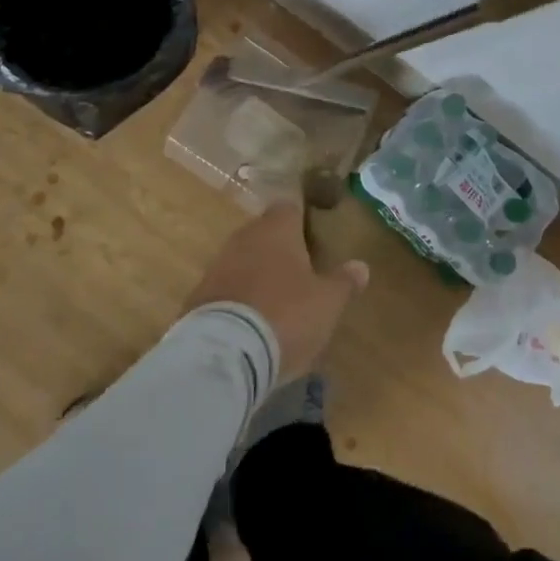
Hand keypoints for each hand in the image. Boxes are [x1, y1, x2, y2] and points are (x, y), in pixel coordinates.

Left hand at [184, 203, 368, 381]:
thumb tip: (361, 266)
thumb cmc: (286, 315)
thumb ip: (344, 281)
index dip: (301, 220)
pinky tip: (248, 323)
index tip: (313, 238)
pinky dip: (237, 299)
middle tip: (298, 274)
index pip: (289, 207)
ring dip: (256, 274)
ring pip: (243, 260)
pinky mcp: (198, 296)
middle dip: (279, 249)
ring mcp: (217, 264)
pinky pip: (225, 288)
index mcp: (278, 228)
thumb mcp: (327, 303)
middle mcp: (245, 237)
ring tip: (274, 302)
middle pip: (264, 233)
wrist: (224, 353)